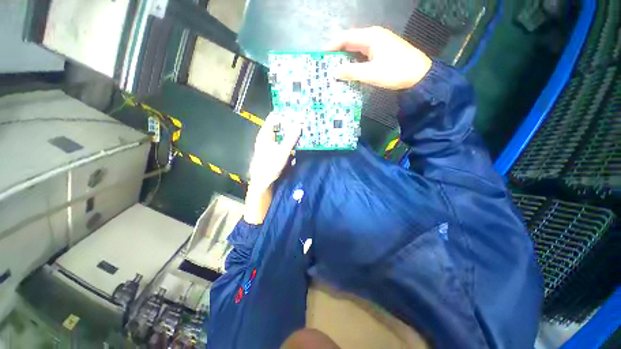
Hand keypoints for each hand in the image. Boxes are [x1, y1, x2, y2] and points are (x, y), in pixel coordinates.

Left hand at [248, 113, 300, 191]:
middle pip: (278, 125)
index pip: (274, 117)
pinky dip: (288, 141)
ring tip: (300, 131)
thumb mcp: (283, 151)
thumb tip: (299, 125)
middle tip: (301, 122)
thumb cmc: (270, 165)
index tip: (296, 112)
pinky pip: (281, 142)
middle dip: (289, 123)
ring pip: (280, 134)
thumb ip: (291, 138)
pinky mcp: (272, 151)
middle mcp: (266, 137)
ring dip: (289, 133)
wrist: (263, 181)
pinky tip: (295, 144)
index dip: (284, 114)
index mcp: (265, 134)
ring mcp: (268, 144)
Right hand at [325, 26, 432, 89]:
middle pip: (350, 42)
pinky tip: (349, 71)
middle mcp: (373, 37)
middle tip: (327, 66)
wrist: (419, 75)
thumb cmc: (395, 72)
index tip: (321, 57)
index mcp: (370, 37)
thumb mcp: (371, 73)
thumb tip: (335, 72)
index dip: (332, 46)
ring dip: (345, 59)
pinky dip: (354, 62)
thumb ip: (351, 72)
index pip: (345, 37)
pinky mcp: (381, 52)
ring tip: (335, 70)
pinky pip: (363, 55)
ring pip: (356, 49)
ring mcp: (378, 44)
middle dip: (337, 53)